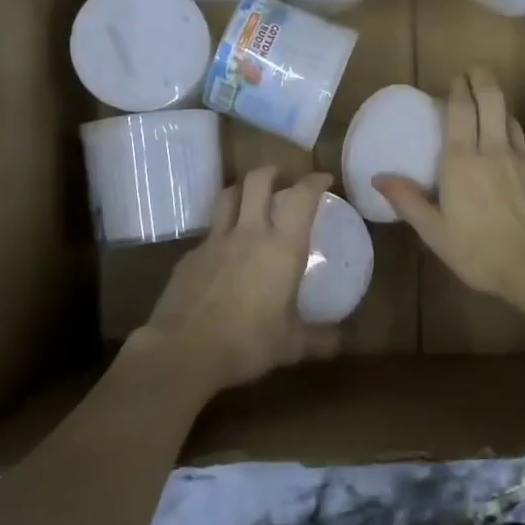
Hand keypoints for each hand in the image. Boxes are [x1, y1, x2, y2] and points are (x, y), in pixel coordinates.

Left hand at [135, 166, 336, 395]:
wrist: (183, 352)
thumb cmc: (247, 343)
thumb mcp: (291, 345)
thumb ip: (320, 339)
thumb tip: (341, 341)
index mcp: (282, 247)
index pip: (302, 197)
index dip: (314, 181)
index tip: (323, 179)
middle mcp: (249, 233)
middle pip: (257, 181)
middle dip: (271, 172)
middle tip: (281, 177)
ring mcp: (214, 241)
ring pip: (227, 197)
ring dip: (241, 190)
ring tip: (249, 197)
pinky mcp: (189, 256)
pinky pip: (209, 232)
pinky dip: (220, 231)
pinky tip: (223, 251)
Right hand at [375, 68, 524, 309]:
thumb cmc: (481, 252)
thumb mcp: (435, 233)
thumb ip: (408, 201)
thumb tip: (379, 177)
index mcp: (462, 160)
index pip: (460, 110)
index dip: (458, 89)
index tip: (455, 77)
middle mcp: (493, 149)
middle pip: (491, 100)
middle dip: (482, 80)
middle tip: (474, 72)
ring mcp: (523, 158)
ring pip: (510, 119)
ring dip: (499, 108)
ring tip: (490, 108)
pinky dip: (515, 137)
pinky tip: (512, 151)